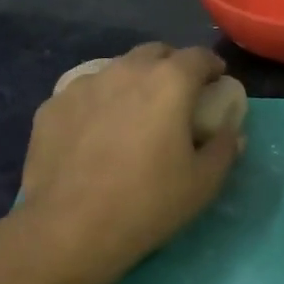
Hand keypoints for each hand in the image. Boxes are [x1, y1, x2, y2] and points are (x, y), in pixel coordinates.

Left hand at [20, 43, 243, 281]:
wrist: (68, 229)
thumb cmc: (147, 203)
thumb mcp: (203, 183)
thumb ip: (224, 148)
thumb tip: (232, 132)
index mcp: (169, 82)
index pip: (198, 56)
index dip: (212, 67)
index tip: (216, 84)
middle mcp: (125, 71)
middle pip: (155, 53)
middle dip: (172, 67)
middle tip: (178, 97)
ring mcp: (83, 85)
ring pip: (117, 70)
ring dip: (133, 82)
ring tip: (134, 114)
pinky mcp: (52, 106)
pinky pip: (85, 94)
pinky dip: (99, 103)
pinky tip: (96, 133)